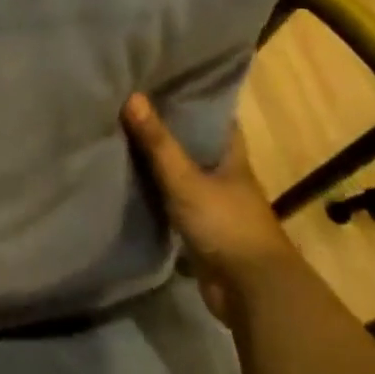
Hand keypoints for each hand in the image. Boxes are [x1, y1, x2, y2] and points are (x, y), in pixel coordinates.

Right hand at [122, 93, 295, 319]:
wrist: (251, 291)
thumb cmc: (225, 225)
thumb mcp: (185, 180)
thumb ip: (158, 142)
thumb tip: (132, 96)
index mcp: (232, 158)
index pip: (216, 119)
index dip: (194, 100)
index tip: (164, 82)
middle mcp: (226, 177)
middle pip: (197, 145)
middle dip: (169, 129)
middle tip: (132, 107)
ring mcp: (215, 205)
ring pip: (184, 174)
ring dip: (161, 162)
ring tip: (123, 138)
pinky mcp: (202, 230)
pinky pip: (175, 202)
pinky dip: (157, 193)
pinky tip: (131, 183)